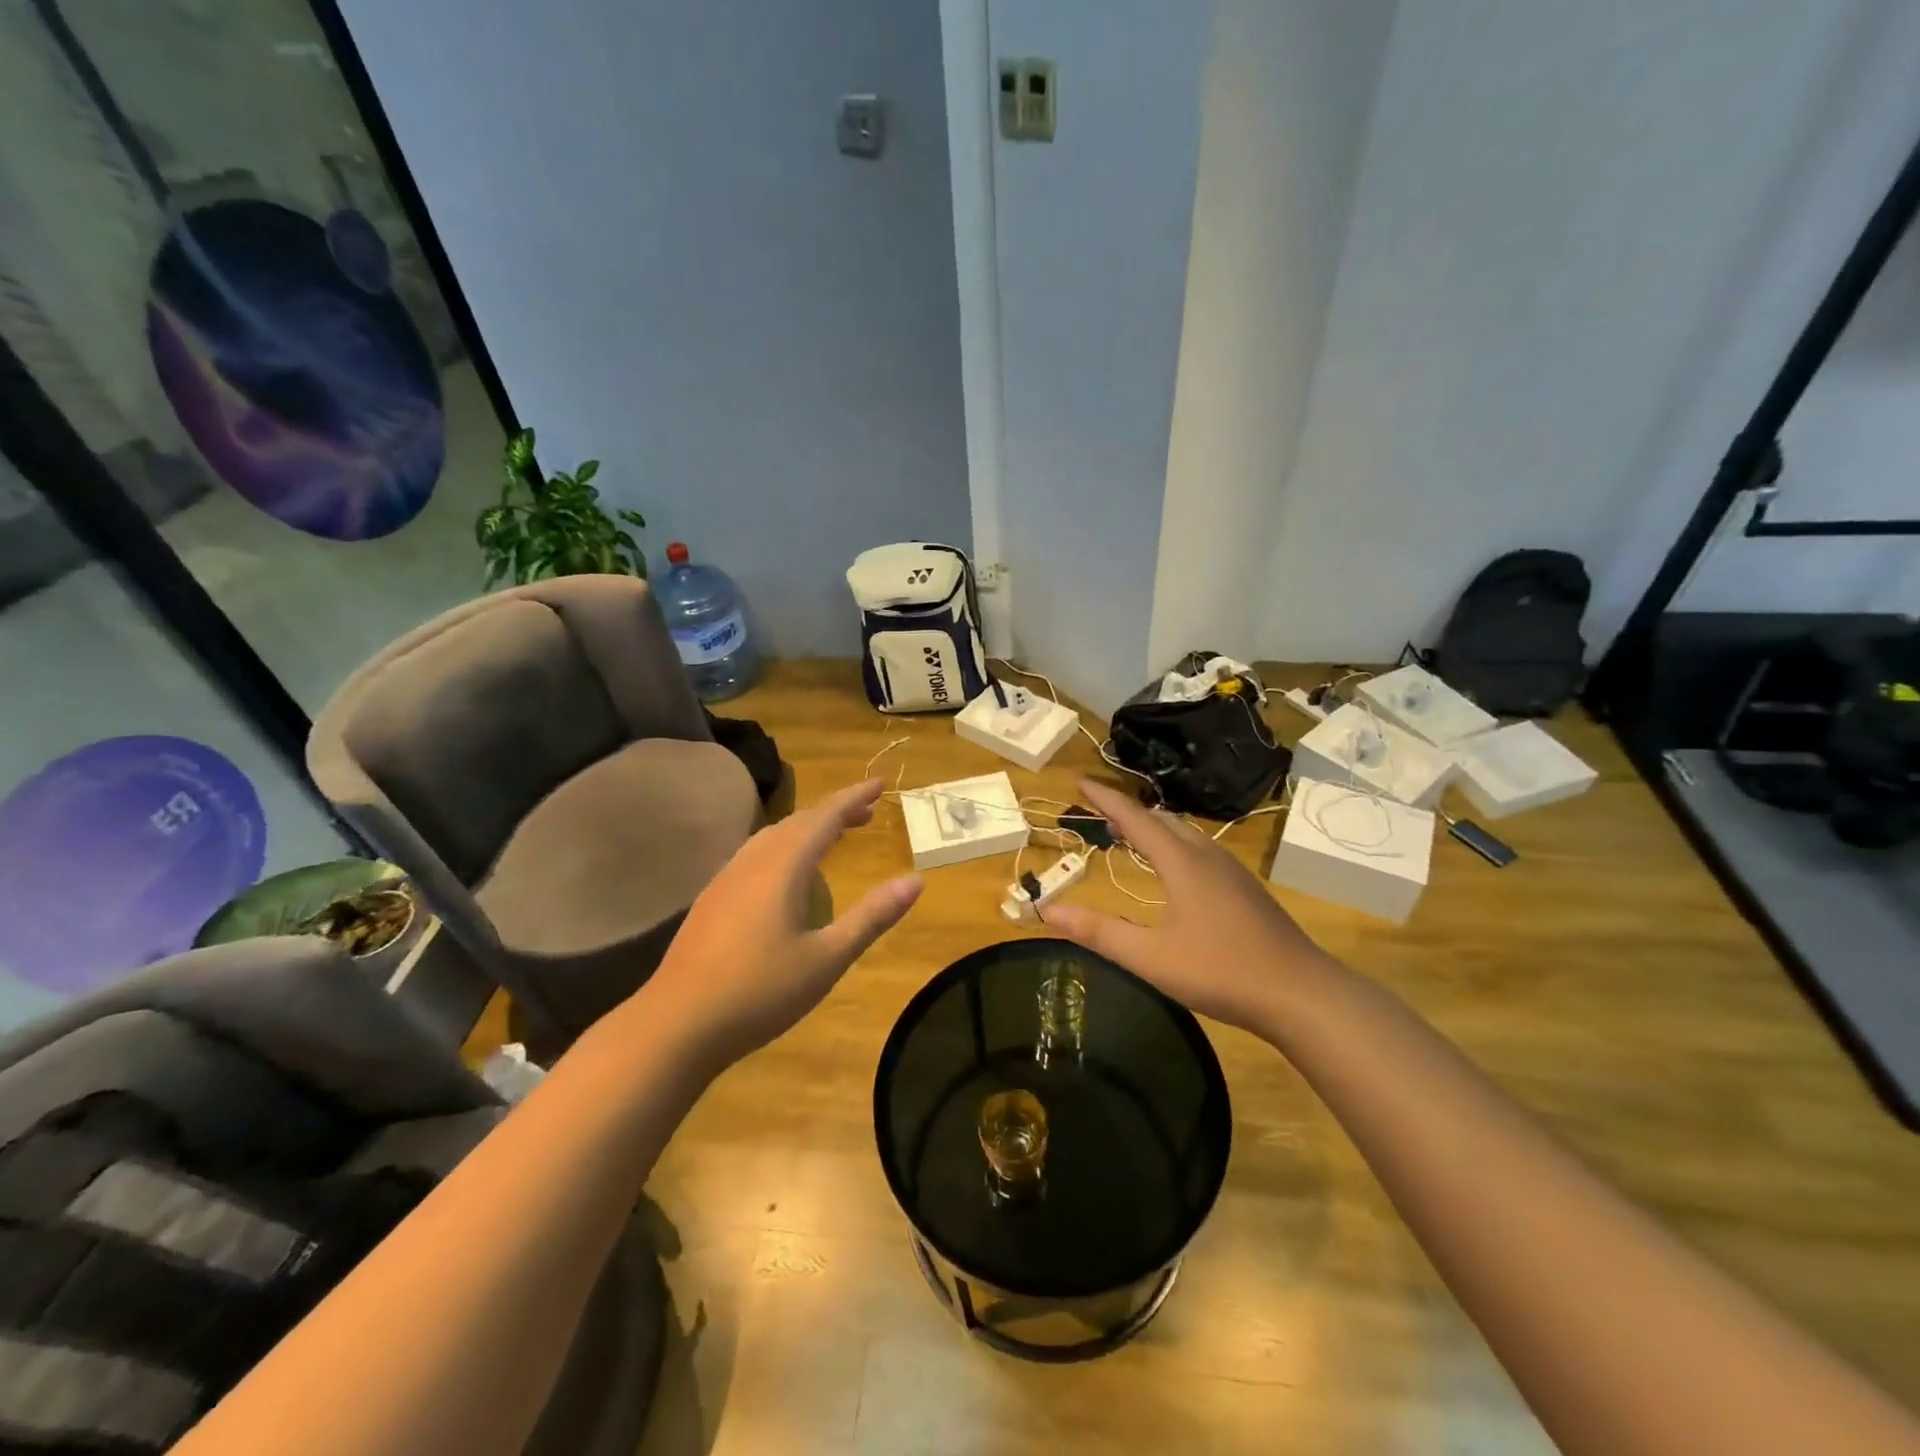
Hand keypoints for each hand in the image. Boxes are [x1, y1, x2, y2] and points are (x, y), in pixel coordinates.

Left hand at [643, 778, 920, 1068]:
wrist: (676, 1024)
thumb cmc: (760, 991)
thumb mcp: (827, 958)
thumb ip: (872, 917)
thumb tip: (915, 881)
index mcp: (783, 866)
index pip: (825, 818)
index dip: (853, 798)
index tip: (879, 783)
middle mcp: (753, 861)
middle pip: (798, 822)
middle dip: (834, 811)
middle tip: (866, 812)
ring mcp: (726, 879)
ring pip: (772, 837)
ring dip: (806, 829)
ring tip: (833, 836)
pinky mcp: (712, 900)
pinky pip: (755, 855)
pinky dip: (783, 848)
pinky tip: (786, 874)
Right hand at [1040, 779, 1339, 1035]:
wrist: (1300, 993)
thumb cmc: (1221, 971)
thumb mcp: (1150, 957)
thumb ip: (1098, 932)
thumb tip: (1047, 908)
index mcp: (1181, 862)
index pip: (1135, 818)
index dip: (1106, 799)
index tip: (1081, 781)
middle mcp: (1207, 855)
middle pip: (1161, 820)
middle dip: (1128, 812)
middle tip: (1098, 812)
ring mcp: (1231, 871)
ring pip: (1184, 834)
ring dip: (1153, 828)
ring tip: (1129, 834)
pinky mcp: (1245, 889)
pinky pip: (1200, 850)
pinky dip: (1173, 845)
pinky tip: (1173, 869)